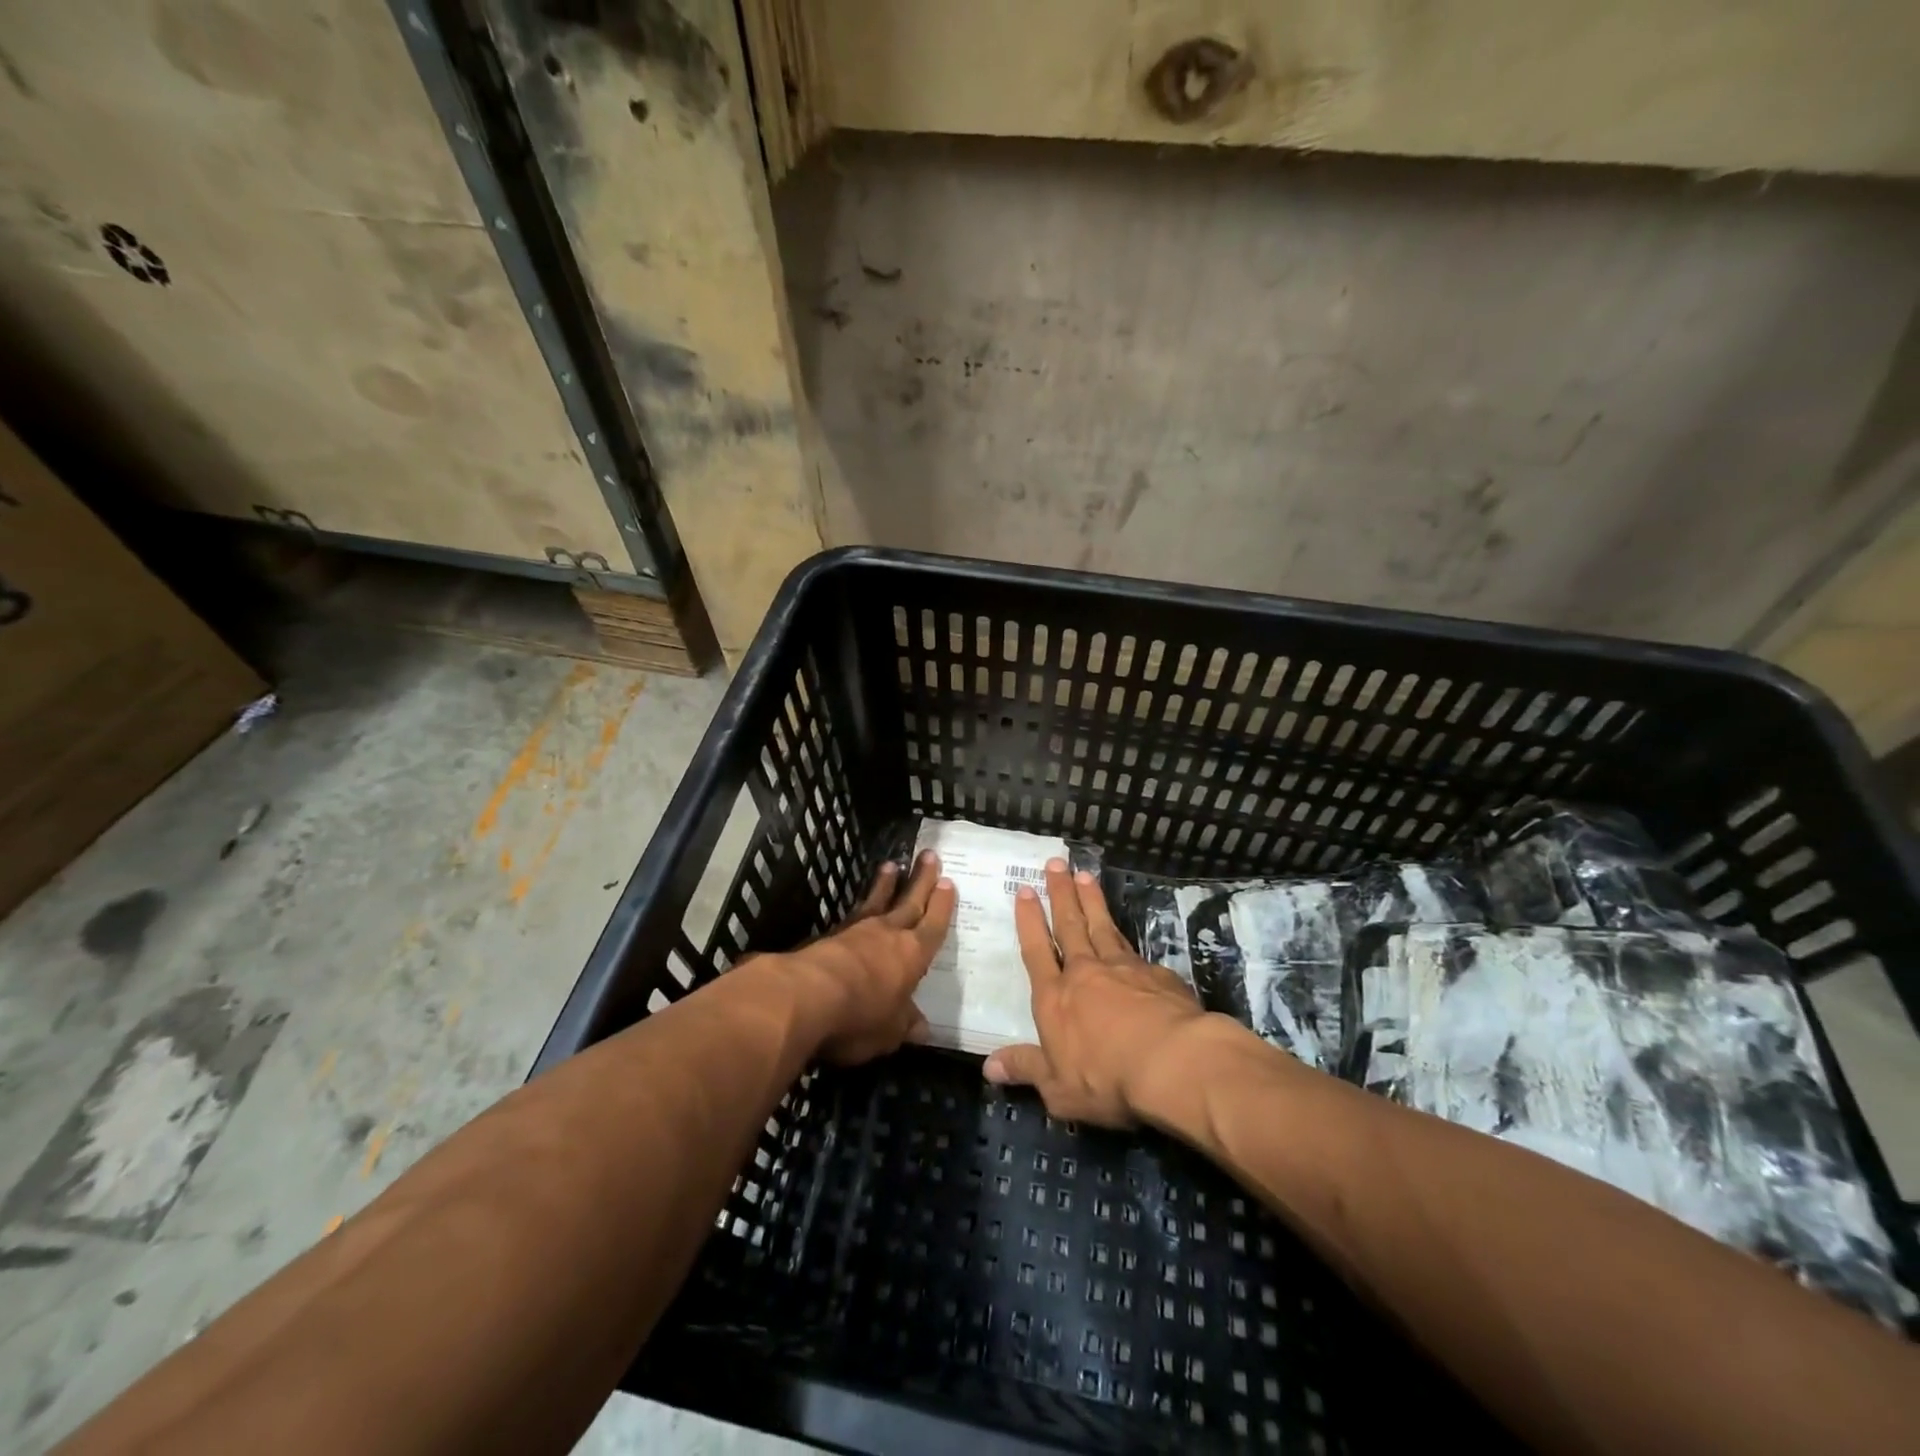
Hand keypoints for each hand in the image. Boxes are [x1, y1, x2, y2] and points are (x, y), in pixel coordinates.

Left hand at [790, 851, 955, 1064]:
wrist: (806, 996)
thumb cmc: (860, 1016)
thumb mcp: (889, 1031)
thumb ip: (905, 1024)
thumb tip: (922, 1028)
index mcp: (913, 955)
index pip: (933, 926)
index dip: (942, 906)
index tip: (948, 882)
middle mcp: (889, 935)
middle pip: (909, 902)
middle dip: (922, 880)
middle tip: (929, 855)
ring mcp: (857, 932)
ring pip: (877, 902)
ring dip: (886, 884)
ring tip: (892, 865)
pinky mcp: (829, 936)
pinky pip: (852, 913)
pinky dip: (859, 904)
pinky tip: (857, 904)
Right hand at [982, 858, 1206, 1126]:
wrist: (1173, 1063)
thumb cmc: (1106, 1079)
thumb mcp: (1058, 1088)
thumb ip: (1025, 1069)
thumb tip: (988, 1066)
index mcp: (1055, 998)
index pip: (1036, 950)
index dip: (1029, 920)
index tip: (1024, 890)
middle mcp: (1086, 973)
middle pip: (1070, 925)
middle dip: (1060, 893)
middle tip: (1055, 863)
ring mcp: (1124, 969)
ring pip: (1103, 927)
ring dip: (1092, 900)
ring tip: (1085, 875)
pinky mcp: (1158, 975)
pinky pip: (1136, 951)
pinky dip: (1127, 938)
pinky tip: (1128, 935)